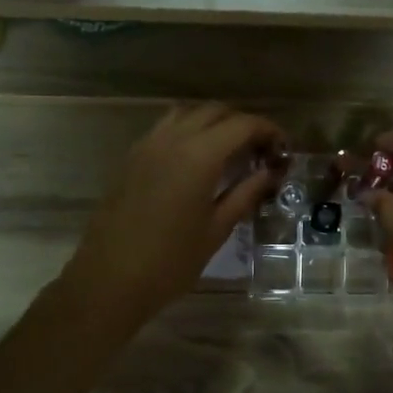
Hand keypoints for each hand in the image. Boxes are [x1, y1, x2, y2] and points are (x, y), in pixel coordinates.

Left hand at [59, 103, 284, 332]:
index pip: (242, 124)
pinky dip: (189, 131)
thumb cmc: (170, 262)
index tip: (283, 148)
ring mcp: (147, 145)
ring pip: (188, 114)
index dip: (268, 130)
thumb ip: (246, 193)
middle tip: (262, 150)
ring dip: (214, 123)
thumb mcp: (217, 229)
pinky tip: (197, 159)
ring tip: (230, 150)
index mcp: (198, 155)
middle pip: (215, 112)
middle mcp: (172, 139)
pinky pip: (166, 128)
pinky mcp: (131, 157)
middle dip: (243, 124)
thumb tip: (270, 172)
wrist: (109, 280)